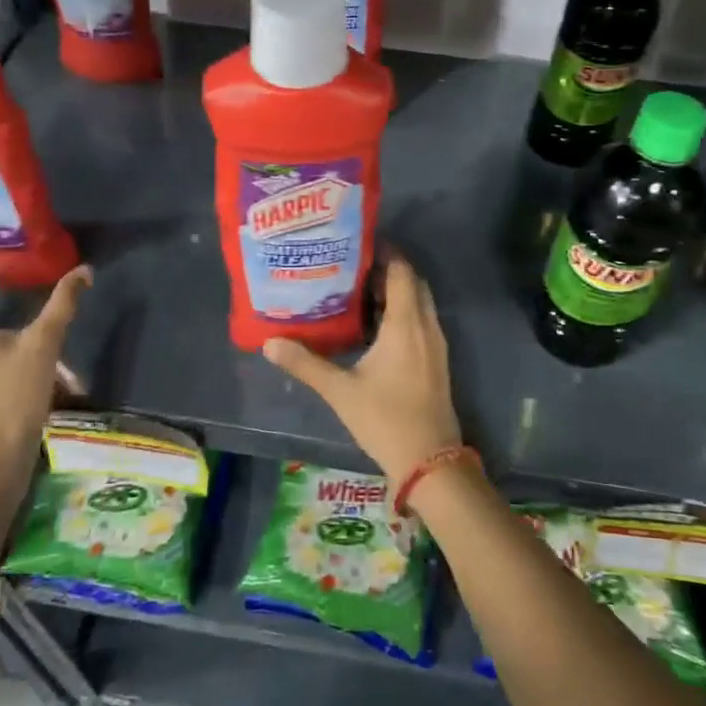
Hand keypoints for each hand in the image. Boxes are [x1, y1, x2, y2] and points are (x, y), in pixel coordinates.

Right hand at [261, 252, 462, 479]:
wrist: (430, 461)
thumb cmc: (386, 419)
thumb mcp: (340, 391)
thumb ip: (306, 363)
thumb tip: (269, 343)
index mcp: (406, 324)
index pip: (401, 271)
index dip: (384, 252)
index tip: (357, 244)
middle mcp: (426, 326)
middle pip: (412, 282)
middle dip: (387, 269)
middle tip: (352, 265)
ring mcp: (436, 344)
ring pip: (419, 302)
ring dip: (396, 291)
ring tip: (358, 290)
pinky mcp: (436, 360)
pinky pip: (422, 320)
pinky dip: (403, 311)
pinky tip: (375, 325)